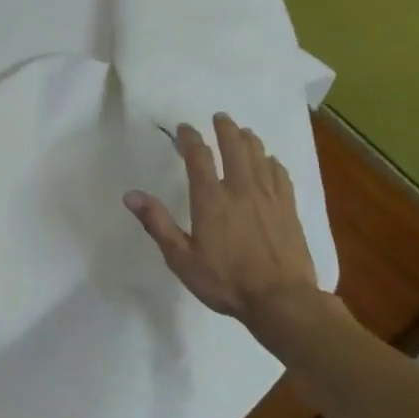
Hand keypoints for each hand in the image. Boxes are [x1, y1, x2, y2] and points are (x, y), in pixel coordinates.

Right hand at [124, 112, 321, 321]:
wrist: (281, 300)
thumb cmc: (225, 281)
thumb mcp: (181, 258)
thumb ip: (157, 223)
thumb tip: (130, 195)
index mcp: (211, 199)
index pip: (198, 156)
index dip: (190, 138)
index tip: (184, 128)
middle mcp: (240, 189)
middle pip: (234, 146)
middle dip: (225, 129)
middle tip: (220, 117)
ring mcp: (269, 197)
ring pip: (260, 155)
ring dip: (249, 140)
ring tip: (243, 132)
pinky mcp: (288, 208)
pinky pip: (281, 174)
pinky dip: (272, 162)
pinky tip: (271, 161)